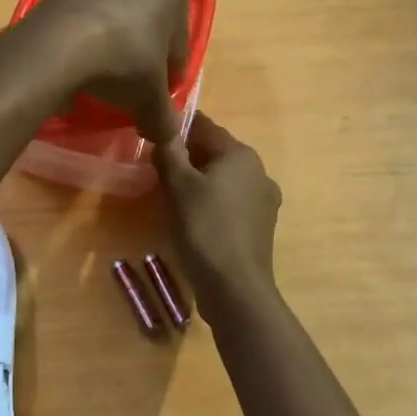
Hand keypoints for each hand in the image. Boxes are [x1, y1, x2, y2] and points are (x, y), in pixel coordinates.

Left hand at [19, 0, 187, 141]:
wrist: (57, 45)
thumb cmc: (122, 62)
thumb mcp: (150, 98)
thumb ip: (163, 118)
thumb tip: (167, 137)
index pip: (179, 44)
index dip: (170, 75)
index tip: (156, 97)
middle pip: (149, 25)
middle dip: (142, 55)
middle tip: (130, 88)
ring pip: (117, 18)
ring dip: (114, 45)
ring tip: (101, 77)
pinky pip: (85, 17)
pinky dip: (86, 37)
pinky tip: (78, 62)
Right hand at [154, 113, 281, 308]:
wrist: (235, 288)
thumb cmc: (205, 229)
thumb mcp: (178, 186)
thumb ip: (169, 152)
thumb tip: (163, 129)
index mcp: (241, 155)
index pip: (205, 127)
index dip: (177, 130)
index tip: (153, 141)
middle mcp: (259, 172)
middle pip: (215, 153)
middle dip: (187, 159)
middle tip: (157, 173)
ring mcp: (264, 201)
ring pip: (223, 180)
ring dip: (198, 183)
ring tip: (171, 198)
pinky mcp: (261, 226)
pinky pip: (230, 203)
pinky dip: (211, 203)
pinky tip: (193, 220)